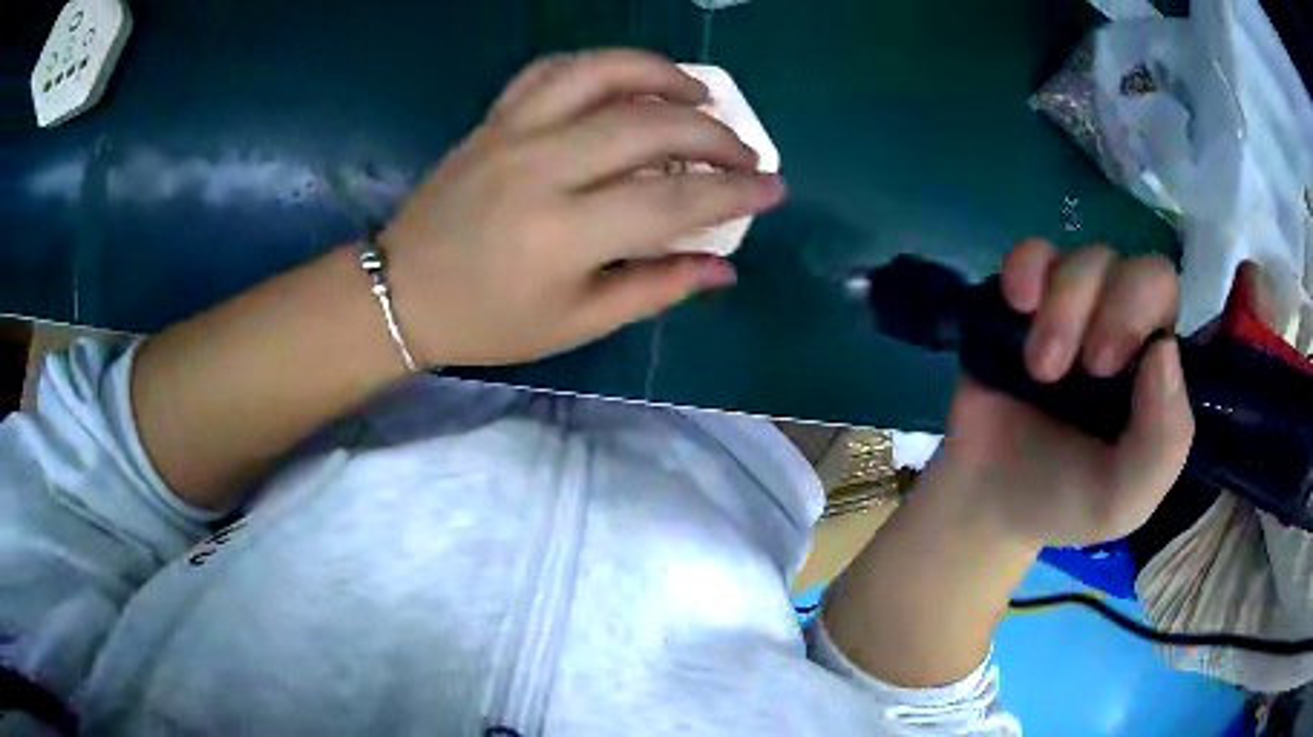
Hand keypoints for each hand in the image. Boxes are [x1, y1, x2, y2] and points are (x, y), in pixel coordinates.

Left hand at [378, 50, 785, 366]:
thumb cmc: (488, 321)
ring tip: (698, 93)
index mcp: (562, 234)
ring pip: (599, 74)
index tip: (774, 189)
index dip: (734, 193)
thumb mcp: (575, 324)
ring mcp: (513, 132)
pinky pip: (552, 69)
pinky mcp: (493, 118)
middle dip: (713, 135)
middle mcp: (541, 168)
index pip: (673, 202)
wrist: (402, 292)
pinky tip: (626, 79)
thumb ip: (654, 288)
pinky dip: (598, 65)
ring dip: (660, 73)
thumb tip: (723, 267)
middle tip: (744, 152)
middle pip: (648, 126)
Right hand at [931, 240, 1195, 547]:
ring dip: (1065, 309)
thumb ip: (1163, 443)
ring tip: (1039, 371)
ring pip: (1088, 259)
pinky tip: (1017, 305)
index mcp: (1157, 368)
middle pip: (1140, 270)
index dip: (1162, 311)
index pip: (1180, 304)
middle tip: (1088, 369)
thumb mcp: (1126, 498)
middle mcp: (1125, 327)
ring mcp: (1076, 308)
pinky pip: (1034, 253)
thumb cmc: (1067, 502)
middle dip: (1115, 311)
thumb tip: (1164, 350)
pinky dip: (1026, 270)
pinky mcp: (1025, 300)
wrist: (990, 502)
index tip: (1125, 359)